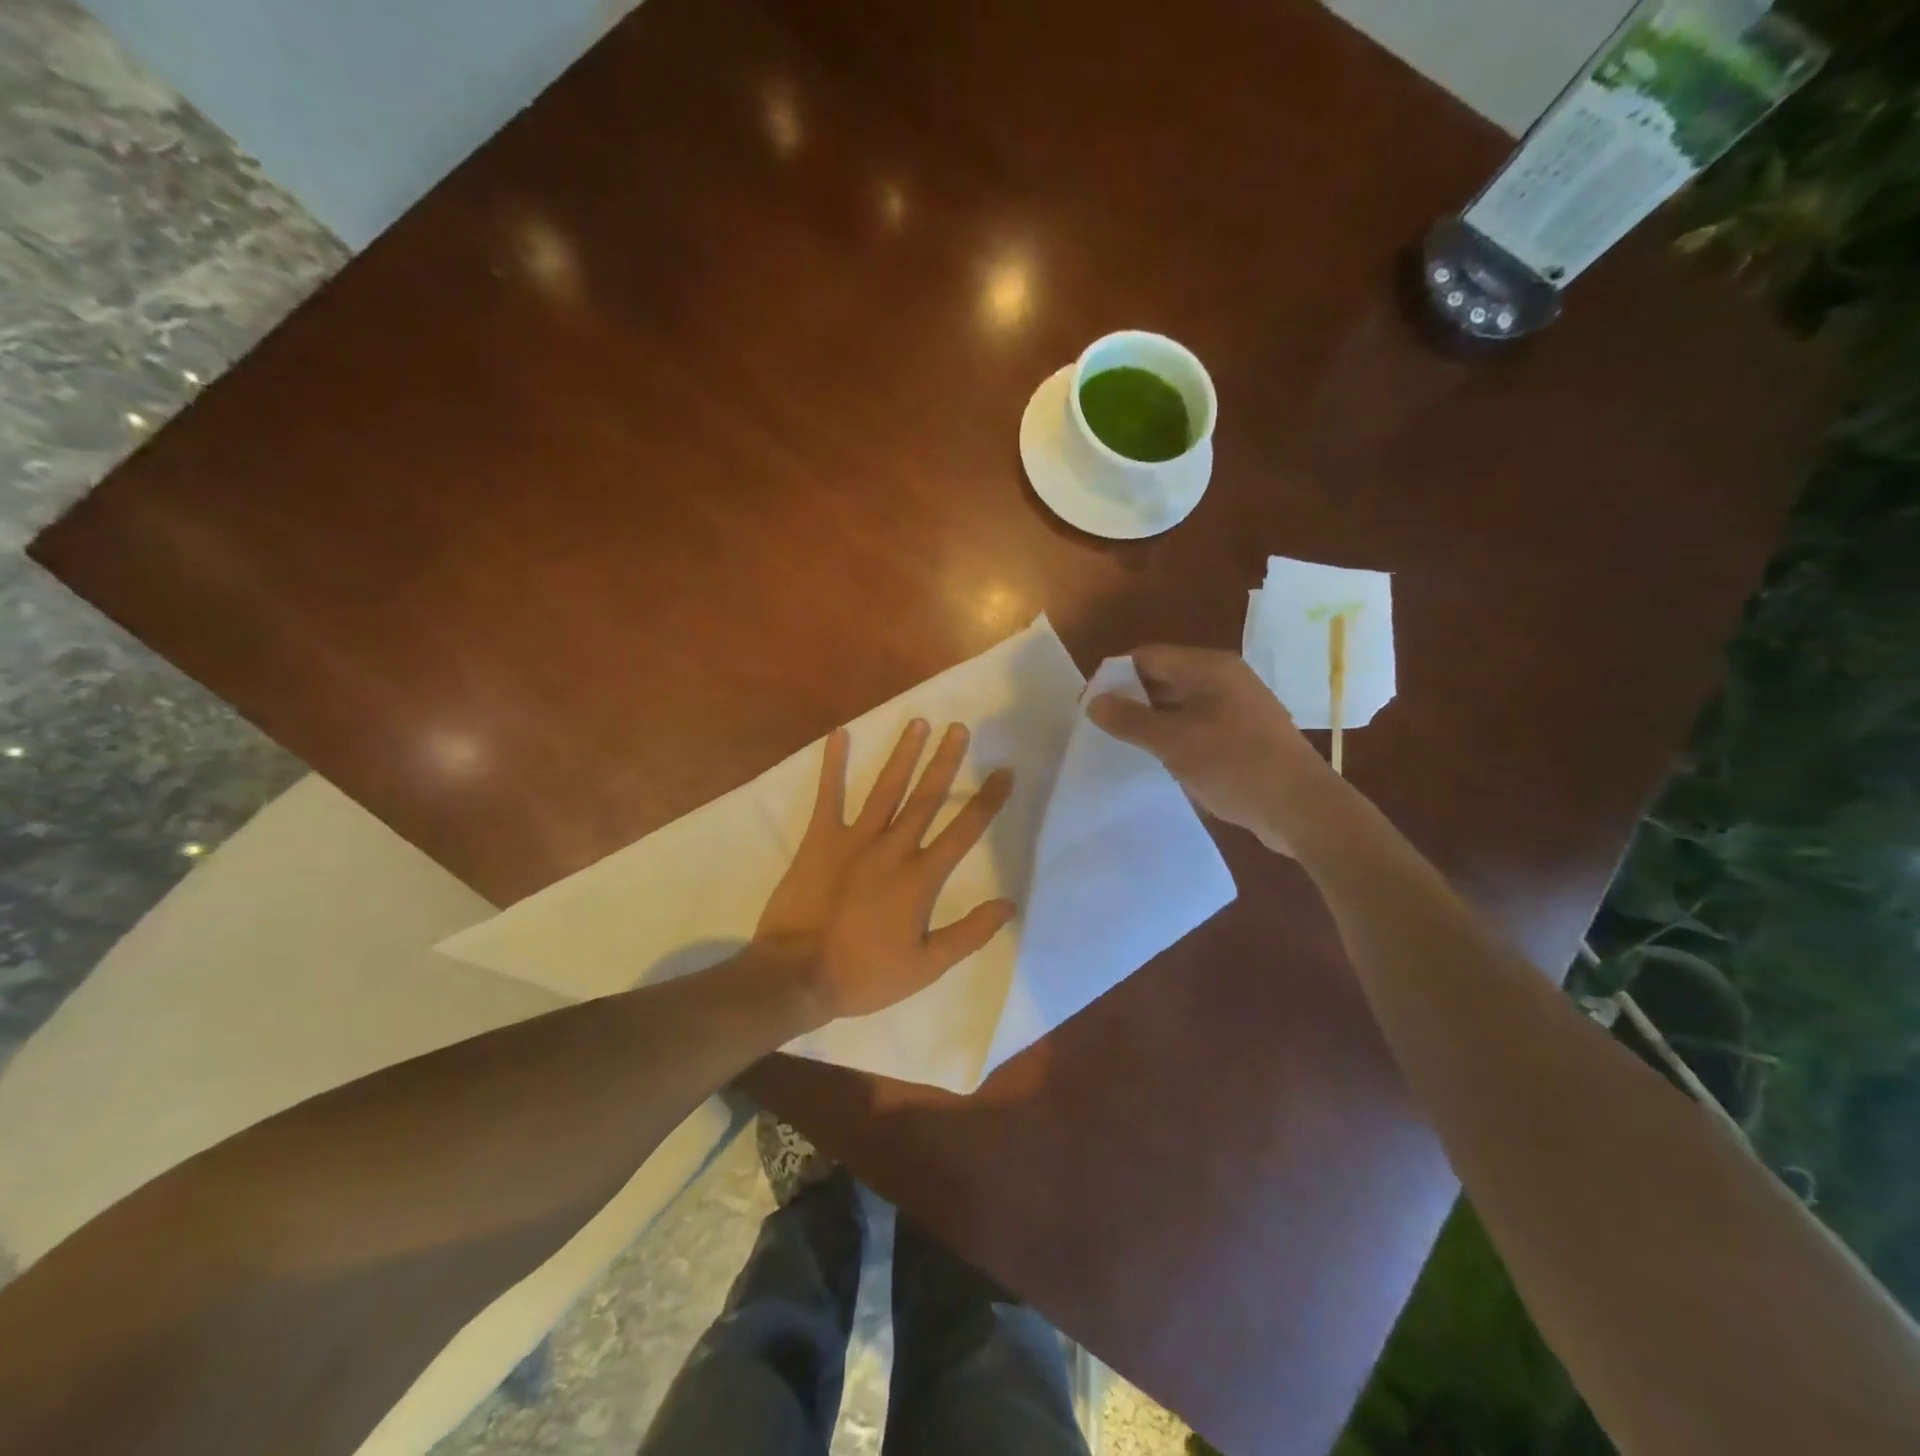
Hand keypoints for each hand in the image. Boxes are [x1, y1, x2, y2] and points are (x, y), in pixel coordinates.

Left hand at [756, 719, 1016, 1021]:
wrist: (796, 976)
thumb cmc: (864, 974)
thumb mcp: (925, 966)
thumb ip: (969, 933)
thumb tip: (1009, 904)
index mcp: (920, 877)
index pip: (964, 830)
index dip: (987, 800)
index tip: (1004, 772)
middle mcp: (892, 849)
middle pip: (926, 797)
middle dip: (946, 761)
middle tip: (960, 727)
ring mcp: (853, 840)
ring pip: (885, 789)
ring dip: (903, 754)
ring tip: (918, 722)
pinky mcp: (819, 840)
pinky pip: (828, 796)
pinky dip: (833, 765)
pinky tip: (839, 735)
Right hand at [1087, 645, 1334, 855]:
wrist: (1301, 808)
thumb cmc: (1235, 764)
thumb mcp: (1173, 741)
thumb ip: (1130, 719)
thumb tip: (1094, 702)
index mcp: (1210, 668)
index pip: (1149, 656)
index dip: (1115, 675)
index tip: (1089, 702)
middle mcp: (1226, 679)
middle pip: (1166, 676)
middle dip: (1132, 697)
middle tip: (1101, 724)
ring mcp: (1238, 707)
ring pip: (1182, 702)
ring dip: (1152, 718)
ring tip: (1122, 741)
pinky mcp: (1245, 735)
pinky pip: (1199, 724)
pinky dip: (1175, 734)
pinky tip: (1159, 757)